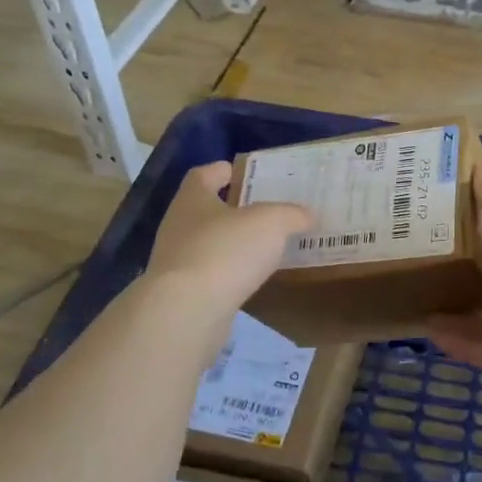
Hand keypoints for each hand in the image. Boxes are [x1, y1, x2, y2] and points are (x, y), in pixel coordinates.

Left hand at [145, 162, 310, 309]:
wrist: (187, 311)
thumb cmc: (226, 250)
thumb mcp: (271, 222)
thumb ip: (290, 214)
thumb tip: (305, 215)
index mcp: (192, 199)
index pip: (202, 176)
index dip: (220, 171)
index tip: (238, 172)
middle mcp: (178, 226)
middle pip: (203, 210)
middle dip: (229, 209)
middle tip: (262, 210)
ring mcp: (176, 262)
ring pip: (206, 244)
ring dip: (230, 244)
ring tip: (262, 246)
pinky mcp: (182, 294)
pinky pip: (210, 275)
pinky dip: (228, 273)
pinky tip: (250, 278)